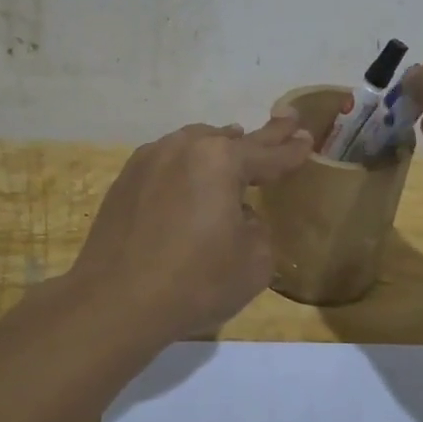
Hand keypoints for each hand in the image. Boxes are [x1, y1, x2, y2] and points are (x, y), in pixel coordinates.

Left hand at [67, 110, 313, 341]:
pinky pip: (167, 162)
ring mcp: (149, 159)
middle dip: (262, 136)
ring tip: (234, 147)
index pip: (268, 154)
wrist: (115, 301)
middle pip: (230, 140)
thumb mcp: (254, 261)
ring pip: (194, 145)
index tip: (307, 138)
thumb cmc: (195, 281)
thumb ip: (257, 228)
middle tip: (286, 121)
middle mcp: (184, 147)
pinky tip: (189, 180)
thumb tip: (237, 216)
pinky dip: (186, 166)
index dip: (291, 150)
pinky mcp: (125, 179)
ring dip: (218, 148)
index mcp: (220, 160)